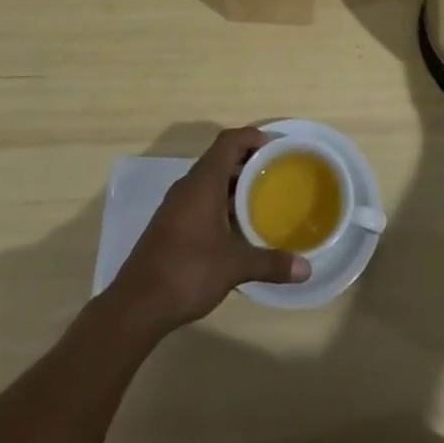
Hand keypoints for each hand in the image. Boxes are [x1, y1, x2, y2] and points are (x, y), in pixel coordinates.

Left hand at [109, 127, 308, 333]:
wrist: (136, 305)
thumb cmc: (188, 271)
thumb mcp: (234, 266)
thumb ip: (271, 264)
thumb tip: (306, 269)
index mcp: (203, 182)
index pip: (229, 141)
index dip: (253, 137)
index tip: (277, 148)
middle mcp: (188, 186)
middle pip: (220, 158)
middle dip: (248, 162)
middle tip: (276, 174)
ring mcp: (175, 205)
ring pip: (209, 181)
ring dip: (234, 185)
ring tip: (262, 199)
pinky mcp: (170, 225)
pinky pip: (200, 200)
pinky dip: (220, 203)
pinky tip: (236, 228)